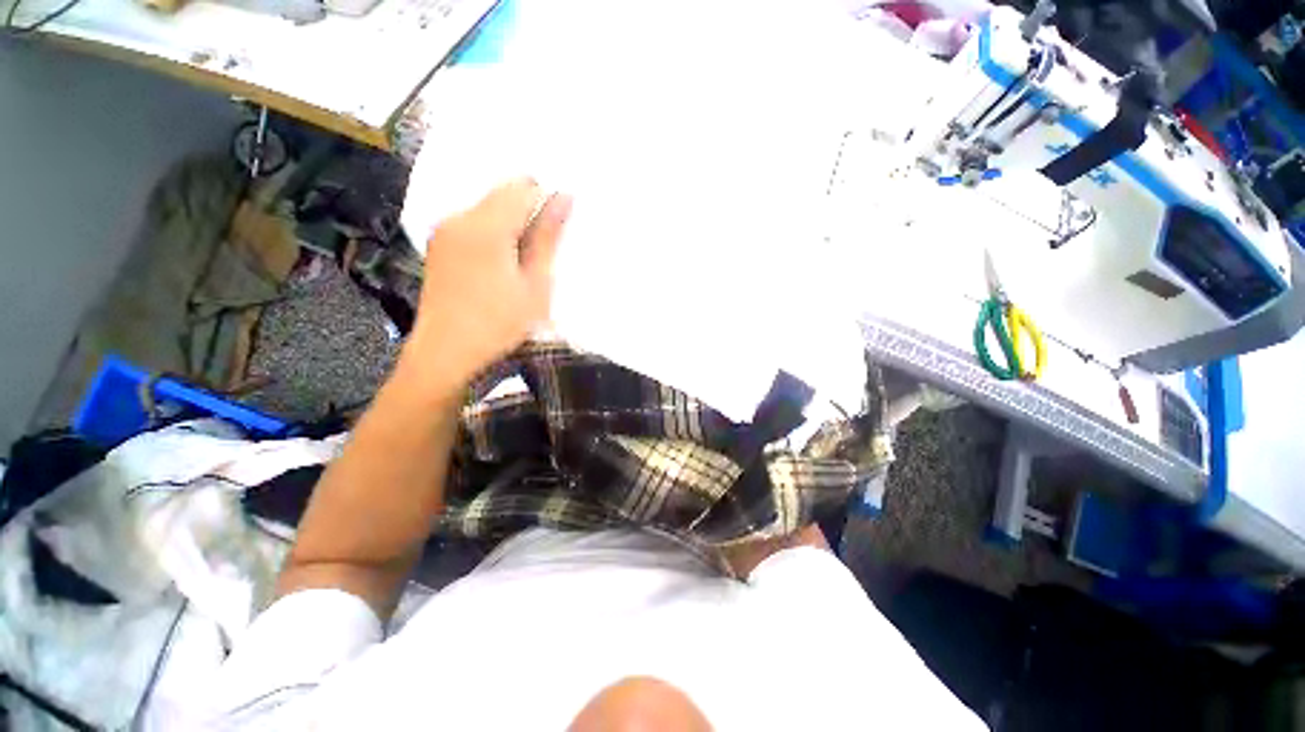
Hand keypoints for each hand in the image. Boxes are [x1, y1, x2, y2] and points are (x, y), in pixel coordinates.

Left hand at [404, 178, 571, 392]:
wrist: (446, 353)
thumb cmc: (500, 324)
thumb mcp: (535, 285)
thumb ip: (548, 238)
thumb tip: (564, 197)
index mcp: (486, 227)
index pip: (522, 188)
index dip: (547, 199)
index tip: (560, 226)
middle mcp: (459, 218)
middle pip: (501, 193)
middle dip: (529, 209)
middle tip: (544, 246)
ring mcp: (444, 230)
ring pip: (487, 207)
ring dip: (511, 222)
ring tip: (525, 257)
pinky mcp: (438, 244)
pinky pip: (472, 222)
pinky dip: (493, 231)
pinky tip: (501, 262)